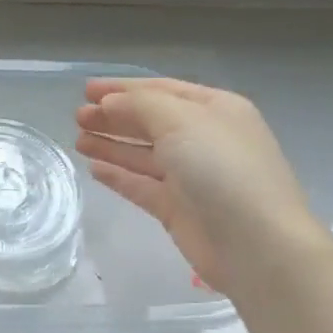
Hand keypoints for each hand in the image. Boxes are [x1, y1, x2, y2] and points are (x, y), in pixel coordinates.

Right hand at [75, 78, 321, 294]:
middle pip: (149, 122)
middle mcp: (204, 139)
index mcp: (215, 110)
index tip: (85, 90)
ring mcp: (190, 176)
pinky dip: (118, 176)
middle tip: (77, 118)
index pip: (161, 90)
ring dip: (110, 145)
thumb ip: (140, 105)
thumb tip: (109, 104)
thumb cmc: (222, 169)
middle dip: (113, 117)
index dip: (122, 88)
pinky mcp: (177, 208)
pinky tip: (94, 169)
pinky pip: (141, 185)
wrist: (255, 243)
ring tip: (77, 140)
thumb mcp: (181, 121)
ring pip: (142, 154)